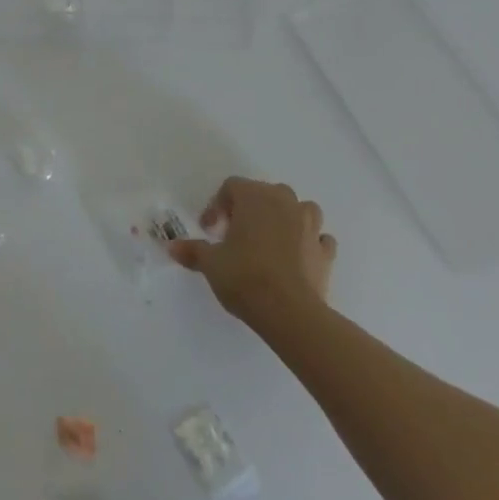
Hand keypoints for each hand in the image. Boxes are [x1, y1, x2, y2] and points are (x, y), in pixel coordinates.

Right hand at [169, 177, 335, 327]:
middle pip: (265, 192)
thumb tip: (172, 247)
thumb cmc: (244, 276)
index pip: (231, 187)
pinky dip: (309, 242)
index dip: (217, 206)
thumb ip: (192, 251)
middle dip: (250, 209)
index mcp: (254, 196)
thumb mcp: (210, 263)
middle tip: (235, 234)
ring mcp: (310, 225)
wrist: (290, 312)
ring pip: (299, 208)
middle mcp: (284, 202)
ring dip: (286, 218)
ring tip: (270, 240)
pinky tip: (298, 256)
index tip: (209, 230)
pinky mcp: (326, 252)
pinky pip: (319, 237)